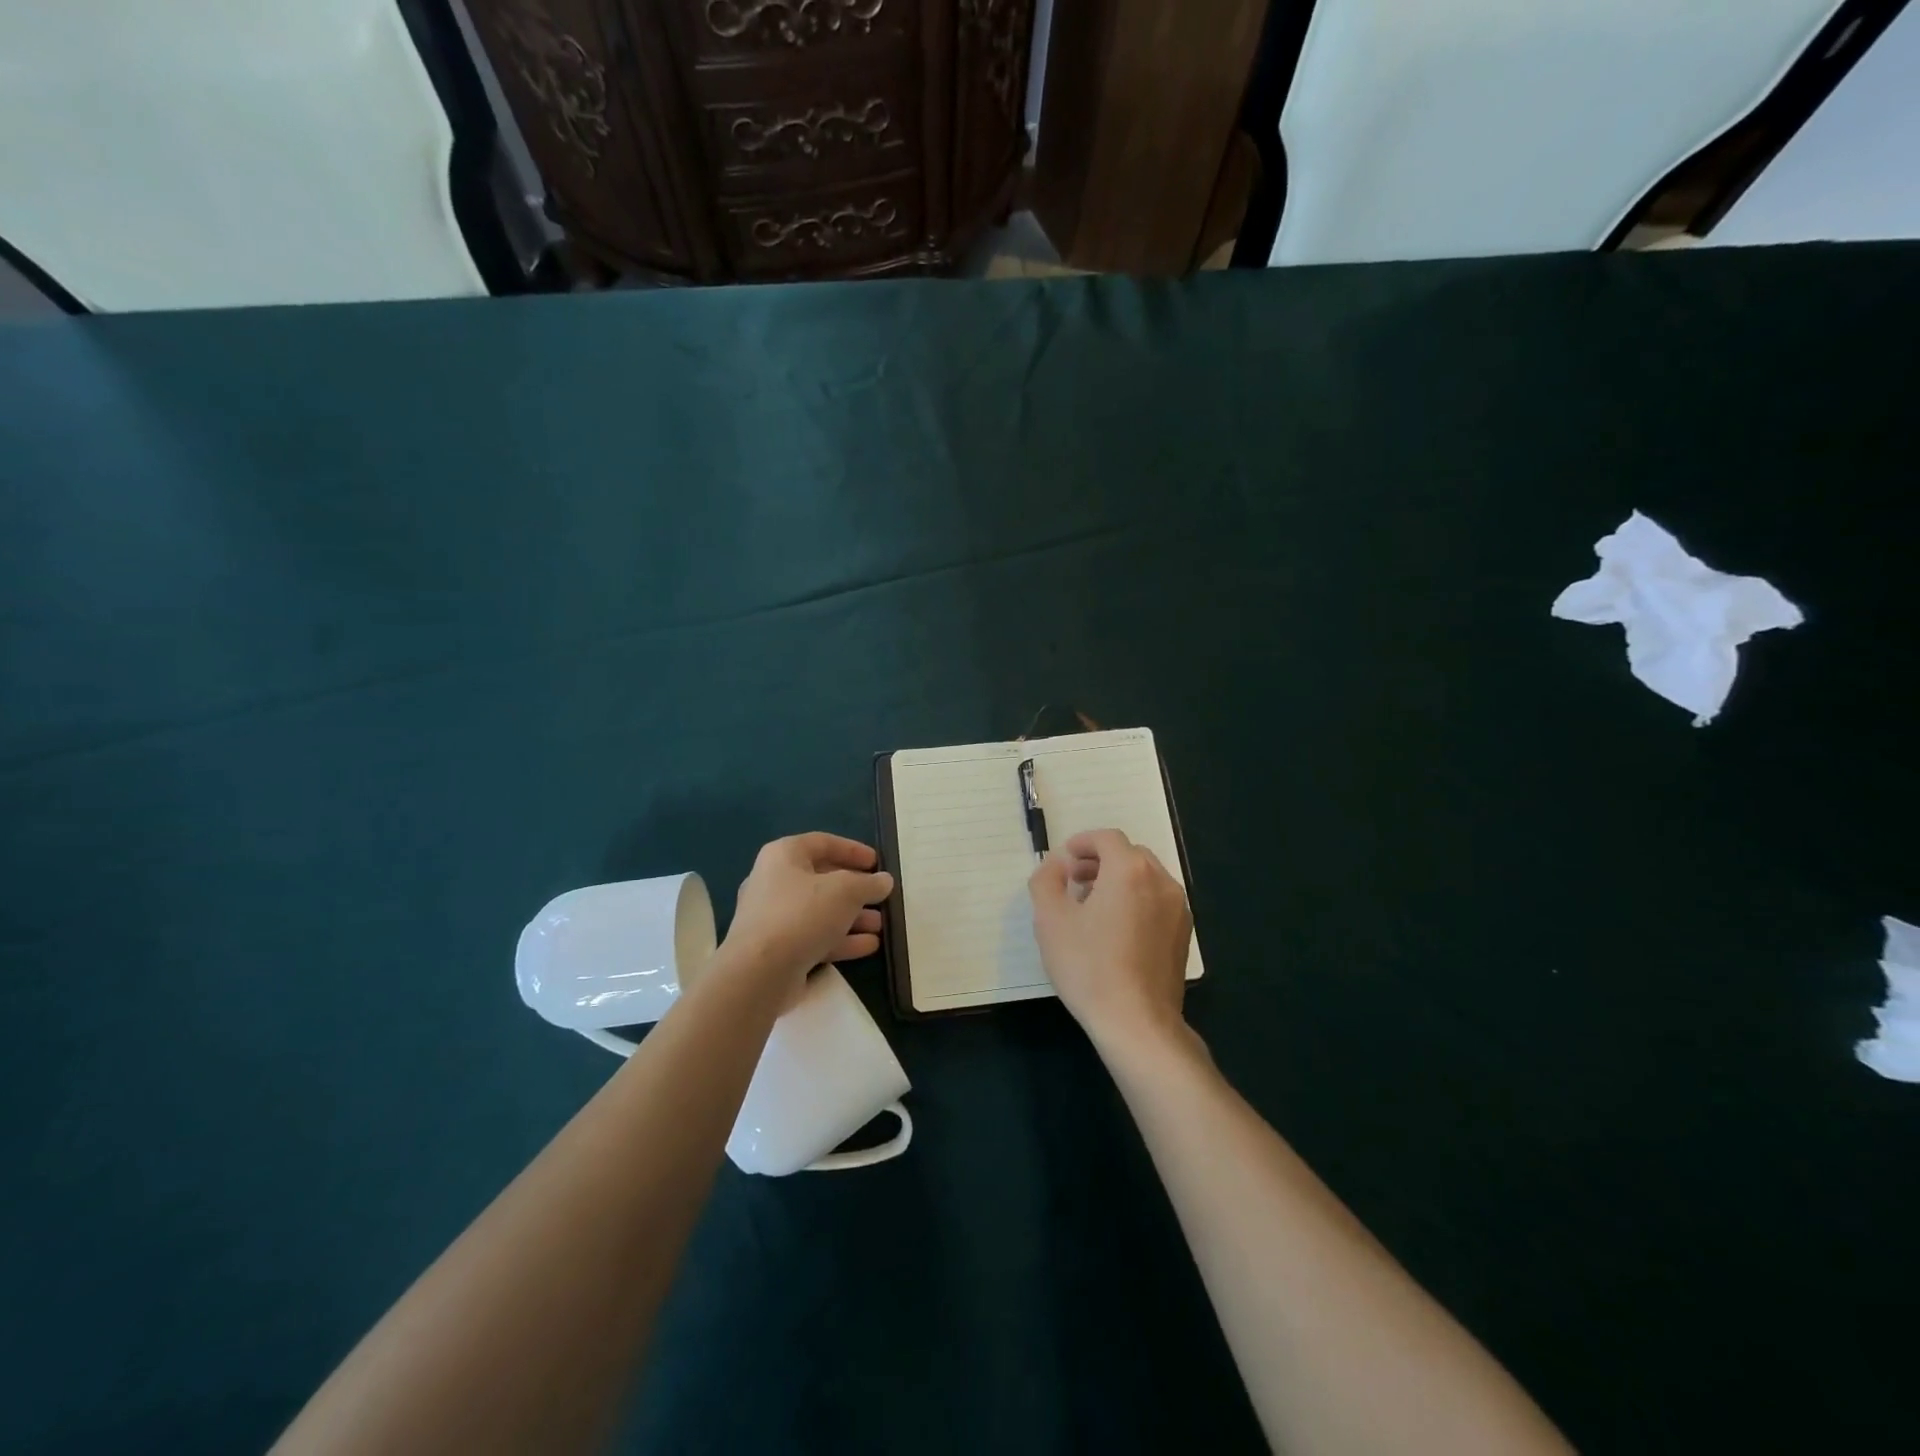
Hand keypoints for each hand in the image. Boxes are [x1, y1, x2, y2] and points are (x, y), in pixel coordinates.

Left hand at [725, 833, 894, 985]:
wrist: (758, 973)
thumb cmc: (802, 915)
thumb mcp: (846, 891)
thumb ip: (869, 884)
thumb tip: (884, 881)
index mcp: (783, 856)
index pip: (823, 843)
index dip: (853, 850)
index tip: (877, 863)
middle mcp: (774, 882)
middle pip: (822, 879)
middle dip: (856, 889)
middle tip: (881, 896)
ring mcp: (774, 919)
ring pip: (820, 912)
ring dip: (852, 917)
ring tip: (881, 925)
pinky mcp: (777, 950)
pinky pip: (814, 937)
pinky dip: (841, 940)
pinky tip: (869, 946)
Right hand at [1029, 829, 1192, 1056]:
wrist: (1136, 1021)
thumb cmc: (1088, 966)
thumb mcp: (1050, 919)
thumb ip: (1047, 880)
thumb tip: (1056, 865)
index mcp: (1130, 870)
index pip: (1107, 838)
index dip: (1082, 842)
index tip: (1063, 860)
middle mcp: (1161, 881)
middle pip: (1129, 855)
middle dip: (1099, 861)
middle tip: (1074, 881)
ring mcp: (1177, 909)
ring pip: (1146, 878)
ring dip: (1118, 880)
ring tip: (1092, 907)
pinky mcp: (1183, 934)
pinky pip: (1157, 902)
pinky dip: (1136, 900)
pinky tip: (1116, 931)